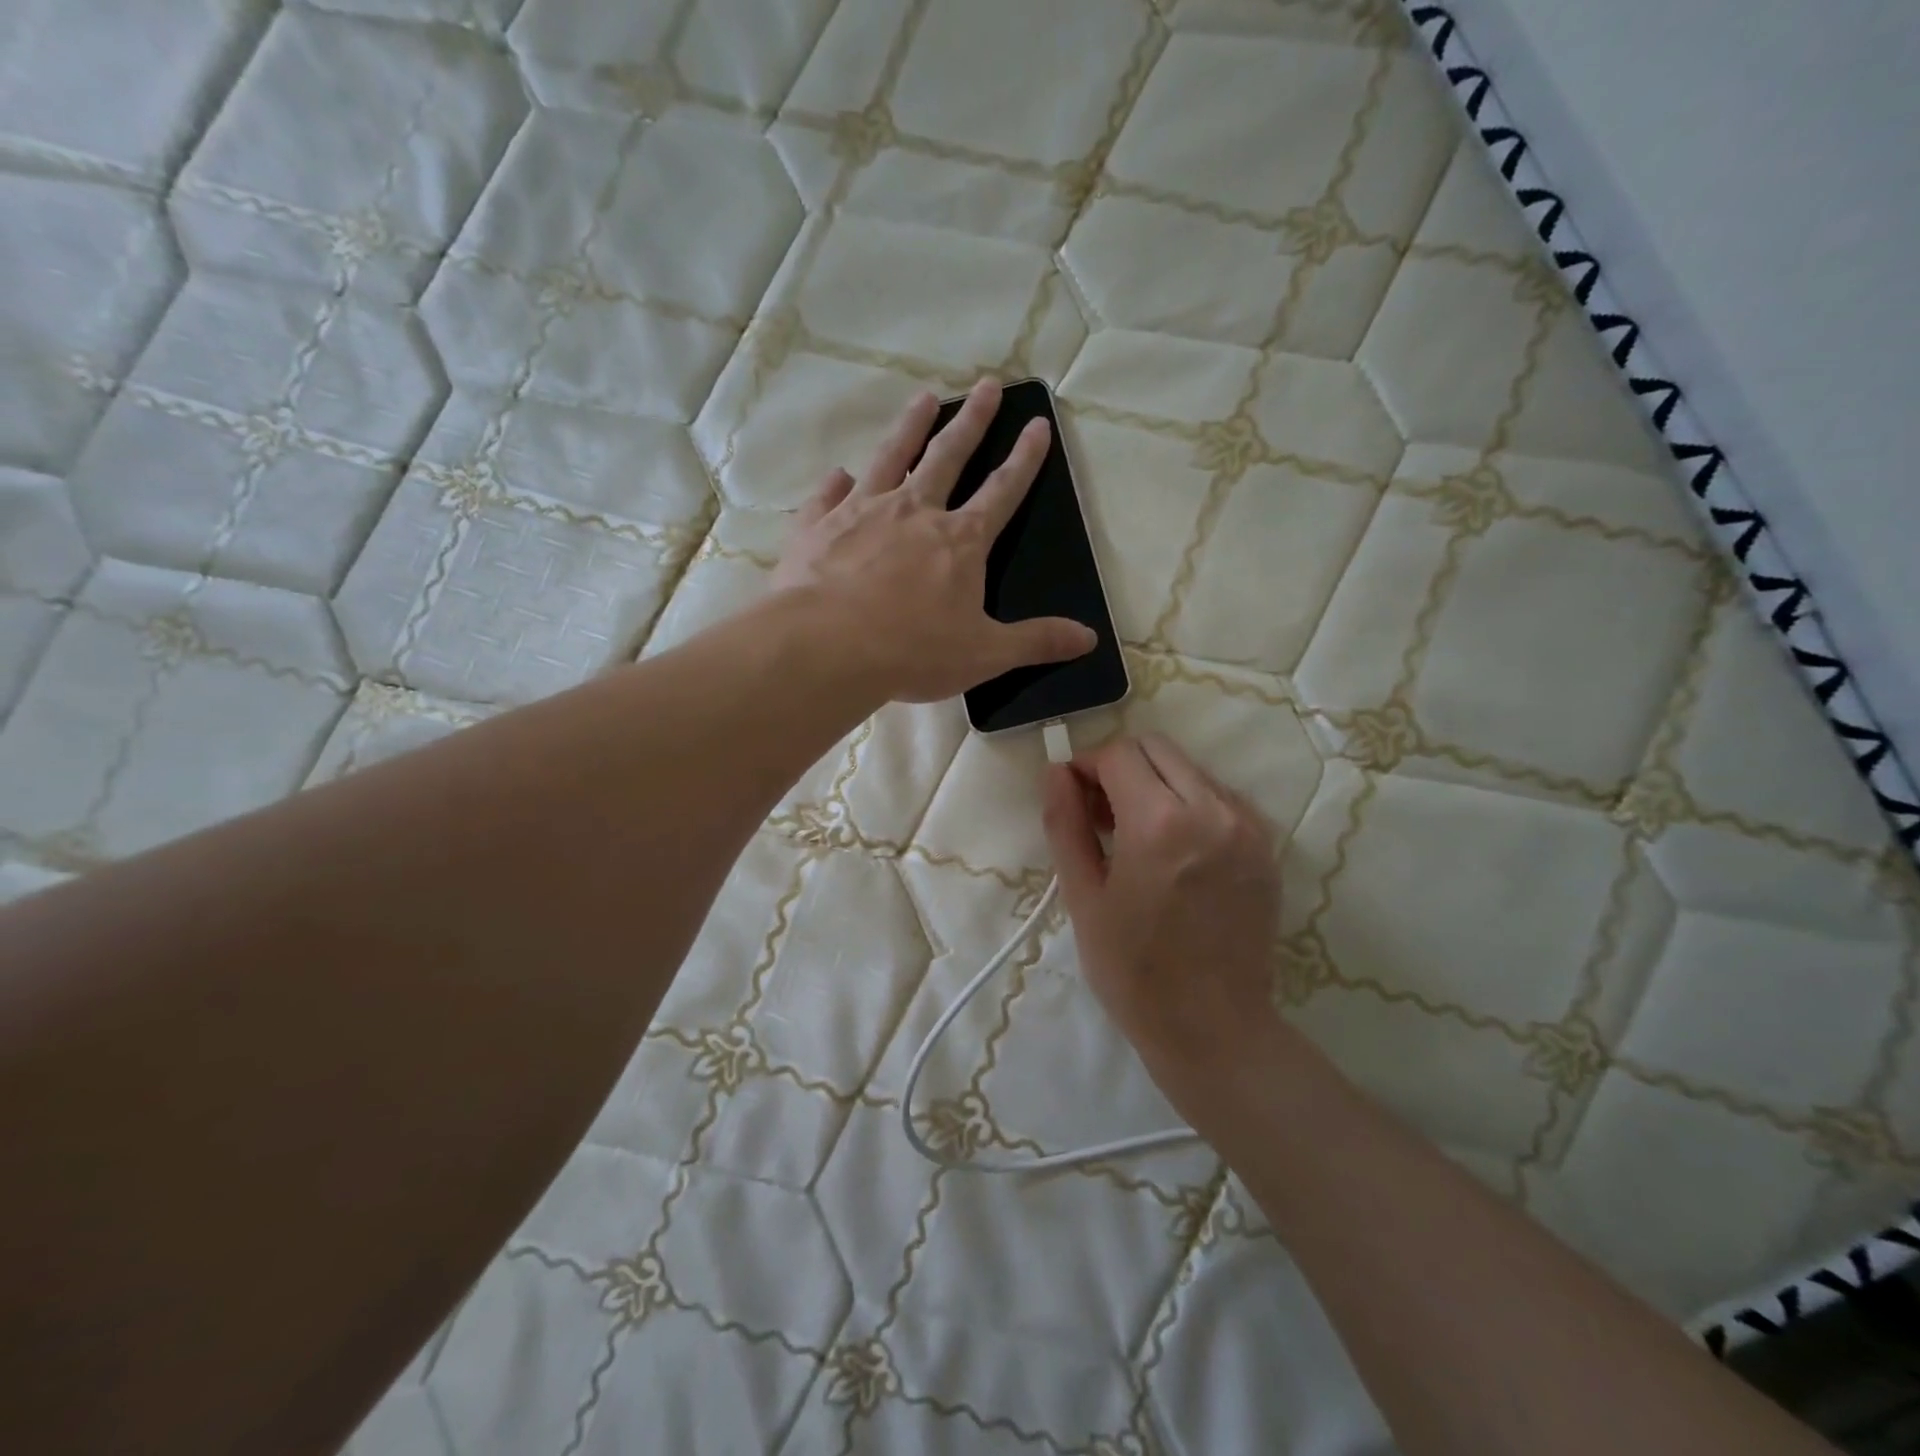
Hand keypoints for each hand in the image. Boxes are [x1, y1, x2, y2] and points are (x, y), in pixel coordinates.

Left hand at [769, 378, 1096, 702]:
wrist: (827, 647)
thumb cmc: (912, 651)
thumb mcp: (985, 654)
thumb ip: (1036, 642)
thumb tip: (1089, 639)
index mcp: (960, 541)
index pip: (1002, 491)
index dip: (1024, 459)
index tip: (1036, 424)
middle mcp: (914, 512)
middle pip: (948, 457)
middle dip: (972, 422)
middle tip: (985, 386)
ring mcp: (862, 512)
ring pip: (891, 457)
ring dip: (910, 427)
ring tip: (924, 398)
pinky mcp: (818, 526)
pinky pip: (829, 495)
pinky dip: (836, 483)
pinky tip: (840, 474)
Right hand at [1042, 733, 1283, 1111]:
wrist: (1214, 1028)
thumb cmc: (1133, 971)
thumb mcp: (1083, 897)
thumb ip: (1065, 824)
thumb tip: (1056, 772)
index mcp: (1159, 823)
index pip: (1118, 754)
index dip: (1086, 765)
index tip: (1072, 795)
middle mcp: (1212, 809)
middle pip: (1156, 748)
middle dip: (1120, 767)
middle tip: (1100, 814)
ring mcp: (1247, 825)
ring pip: (1190, 768)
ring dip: (1155, 783)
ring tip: (1136, 835)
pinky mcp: (1266, 845)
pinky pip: (1219, 796)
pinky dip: (1189, 803)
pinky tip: (1175, 849)